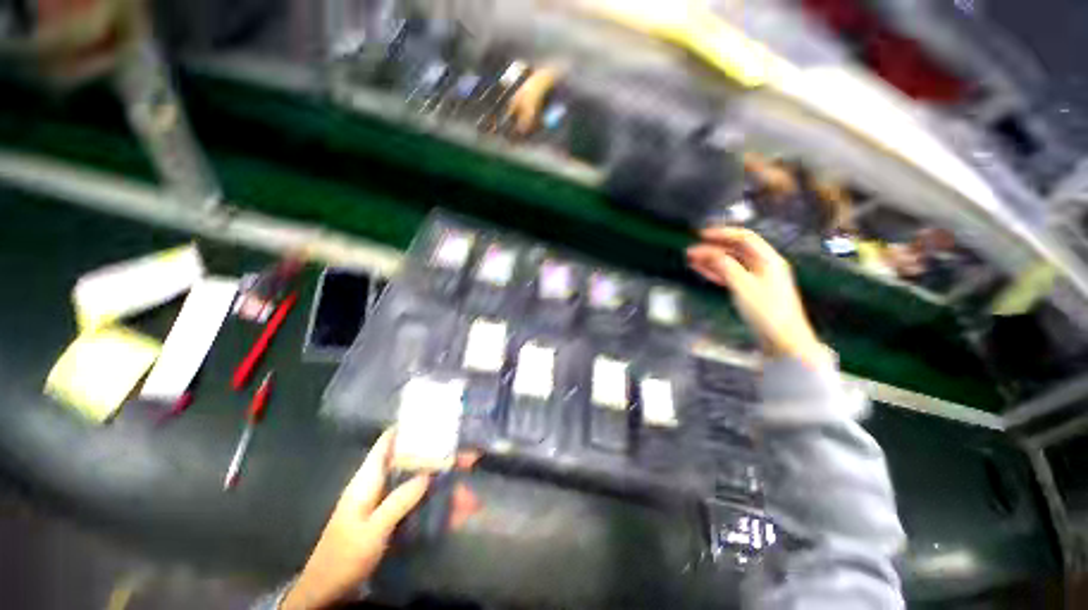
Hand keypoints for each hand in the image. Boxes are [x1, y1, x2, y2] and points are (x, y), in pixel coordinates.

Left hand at [282, 429, 480, 609]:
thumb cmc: (343, 557)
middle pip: (415, 464)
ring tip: (471, 499)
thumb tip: (427, 475)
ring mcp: (389, 503)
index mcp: (368, 479)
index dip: (409, 428)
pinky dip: (439, 511)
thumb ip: (398, 501)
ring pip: (423, 488)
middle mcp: (380, 485)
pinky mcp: (394, 519)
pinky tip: (458, 518)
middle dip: (442, 461)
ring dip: (446, 492)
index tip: (436, 420)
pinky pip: (421, 508)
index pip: (388, 442)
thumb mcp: (371, 530)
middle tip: (470, 459)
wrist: (326, 593)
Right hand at [687, 227, 829, 367]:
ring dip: (711, 260)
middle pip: (735, 250)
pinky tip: (702, 271)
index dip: (722, 233)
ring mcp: (757, 279)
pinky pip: (730, 276)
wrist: (783, 340)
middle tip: (691, 250)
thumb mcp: (743, 286)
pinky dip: (715, 272)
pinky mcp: (750, 291)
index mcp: (768, 260)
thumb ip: (725, 266)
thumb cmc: (766, 312)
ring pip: (730, 263)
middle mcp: (763, 266)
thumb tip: (708, 253)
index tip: (701, 235)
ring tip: (691, 260)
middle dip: (712, 248)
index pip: (744, 238)